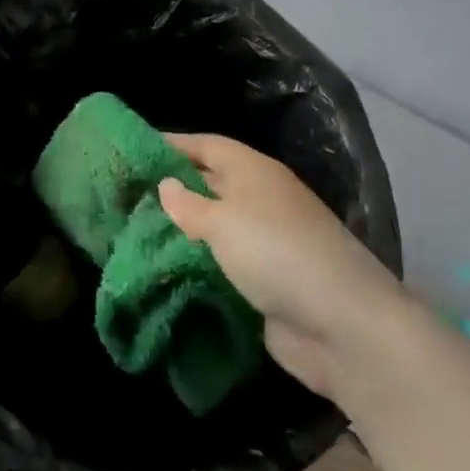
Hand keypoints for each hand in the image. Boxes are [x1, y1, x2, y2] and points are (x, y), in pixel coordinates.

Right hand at [158, 133, 412, 399]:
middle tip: (125, 194)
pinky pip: (222, 262)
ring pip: (214, 225)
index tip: (133, 149)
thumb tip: (166, 185)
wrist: (343, 327)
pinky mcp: (267, 280)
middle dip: (172, 188)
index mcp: (254, 172)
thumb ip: (188, 204)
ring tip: (135, 230)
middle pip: (210, 183)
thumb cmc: (276, 254)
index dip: (172, 144)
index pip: (207, 145)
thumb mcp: (222, 221)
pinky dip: (197, 262)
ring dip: (182, 229)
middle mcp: (261, 199)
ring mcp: (266, 242)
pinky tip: (165, 266)